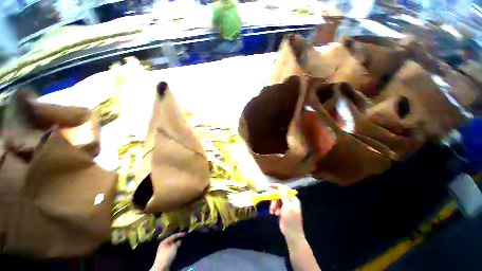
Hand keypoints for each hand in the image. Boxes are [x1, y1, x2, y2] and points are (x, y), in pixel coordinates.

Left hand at [152, 232, 185, 270]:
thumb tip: (180, 241)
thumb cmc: (167, 255)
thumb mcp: (174, 247)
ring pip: (172, 246)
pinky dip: (176, 249)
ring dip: (177, 245)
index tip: (185, 234)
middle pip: (172, 240)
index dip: (180, 234)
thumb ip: (178, 243)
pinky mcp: (166, 256)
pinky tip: (180, 249)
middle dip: (178, 239)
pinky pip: (172, 250)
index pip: (173, 236)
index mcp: (164, 241)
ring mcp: (164, 251)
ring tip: (183, 243)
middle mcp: (164, 245)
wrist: (162, 267)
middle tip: (184, 238)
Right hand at [269, 184, 304, 241]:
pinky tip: (273, 213)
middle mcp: (289, 201)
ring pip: (276, 201)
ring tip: (273, 212)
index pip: (284, 189)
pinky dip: (273, 209)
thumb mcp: (287, 206)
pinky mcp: (282, 211)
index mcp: (292, 199)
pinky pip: (275, 206)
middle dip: (274, 200)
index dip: (276, 186)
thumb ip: (284, 196)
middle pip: (279, 195)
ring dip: (273, 205)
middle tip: (272, 205)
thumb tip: (281, 187)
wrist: (292, 234)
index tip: (269, 186)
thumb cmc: (291, 219)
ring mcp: (285, 206)